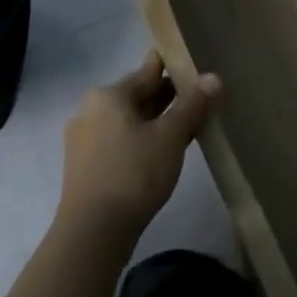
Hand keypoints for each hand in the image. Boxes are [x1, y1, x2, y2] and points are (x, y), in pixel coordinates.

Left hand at [58, 51, 219, 238]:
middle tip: (199, 96)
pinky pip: (120, 141)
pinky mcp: (85, 166)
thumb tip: (213, 77)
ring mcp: (84, 139)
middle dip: (167, 96)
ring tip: (187, 124)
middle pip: (137, 95)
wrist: (92, 233)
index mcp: (109, 95)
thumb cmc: (133, 174)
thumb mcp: (171, 136)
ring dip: (156, 121)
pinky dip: (142, 140)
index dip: (173, 67)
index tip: (194, 64)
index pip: (148, 71)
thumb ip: (192, 105)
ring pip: (129, 121)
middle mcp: (91, 110)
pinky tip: (163, 151)